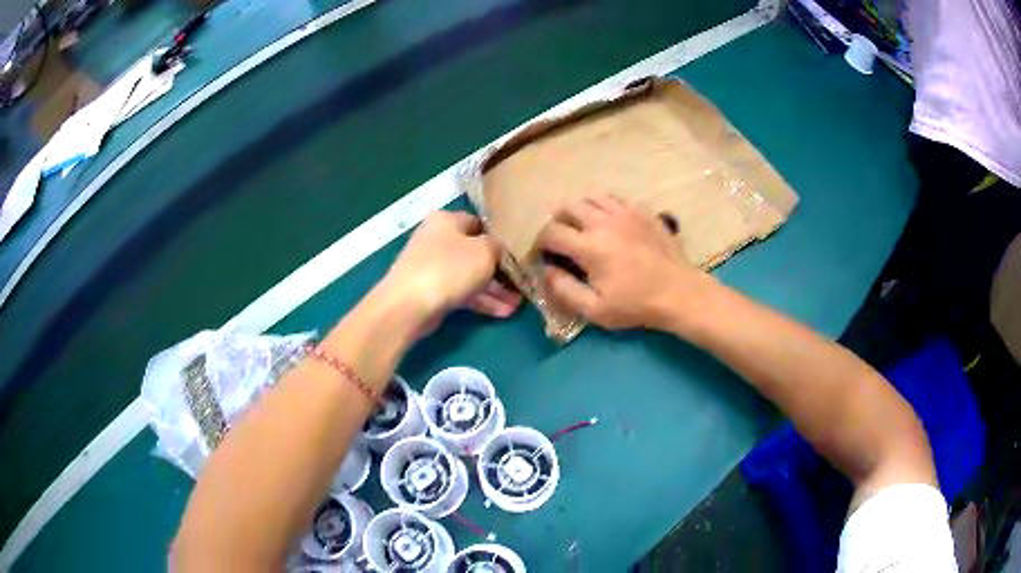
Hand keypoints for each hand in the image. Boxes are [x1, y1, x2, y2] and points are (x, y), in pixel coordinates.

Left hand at [380, 211, 518, 329]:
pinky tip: (503, 312)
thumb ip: (498, 247)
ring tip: (518, 304)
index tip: (520, 252)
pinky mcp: (431, 291)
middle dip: (500, 270)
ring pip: (470, 274)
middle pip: (475, 251)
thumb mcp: (484, 251)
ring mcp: (433, 266)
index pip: (480, 223)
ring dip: (494, 289)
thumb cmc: (449, 268)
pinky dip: (481, 300)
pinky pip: (462, 292)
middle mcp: (437, 239)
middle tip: (522, 282)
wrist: (409, 305)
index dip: (501, 237)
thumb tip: (499, 249)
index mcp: (446, 220)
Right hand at [539, 196, 711, 330]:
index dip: (541, 243)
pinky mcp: (642, 210)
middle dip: (558, 221)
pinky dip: (604, 207)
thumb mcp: (595, 310)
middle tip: (561, 238)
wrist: (678, 292)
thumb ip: (564, 290)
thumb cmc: (636, 305)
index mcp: (588, 246)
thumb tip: (546, 271)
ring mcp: (625, 212)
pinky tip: (609, 222)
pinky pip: (615, 199)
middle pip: (568, 207)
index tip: (543, 254)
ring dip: (580, 210)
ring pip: (591, 198)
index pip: (551, 233)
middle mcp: (603, 221)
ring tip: (583, 226)